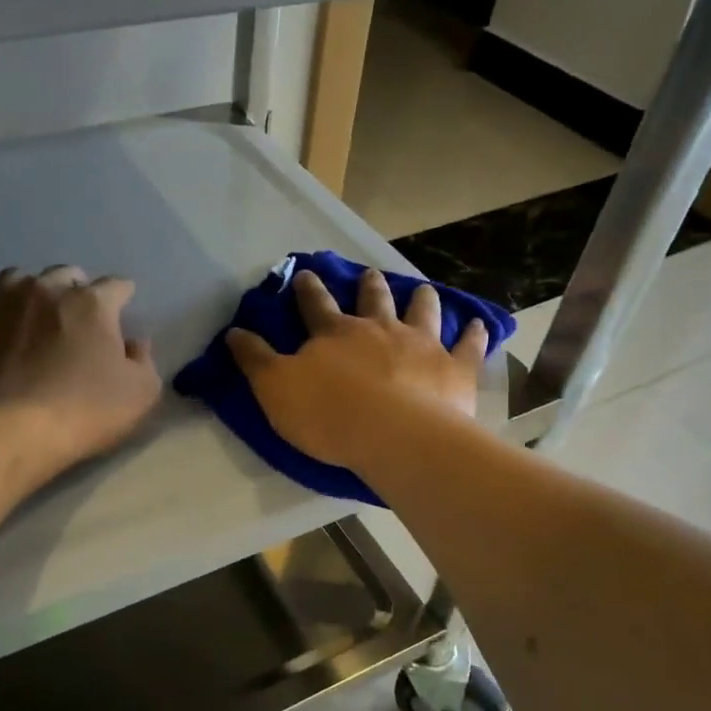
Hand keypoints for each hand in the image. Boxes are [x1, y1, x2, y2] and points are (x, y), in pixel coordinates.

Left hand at [0, 265, 161, 472]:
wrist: (10, 431)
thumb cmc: (85, 411)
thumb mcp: (141, 394)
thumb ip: (143, 361)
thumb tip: (134, 344)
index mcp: (90, 303)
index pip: (115, 286)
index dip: (123, 296)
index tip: (124, 308)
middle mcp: (43, 291)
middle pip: (63, 274)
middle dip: (74, 288)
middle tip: (77, 316)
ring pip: (14, 279)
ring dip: (27, 292)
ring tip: (30, 315)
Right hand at [226, 267, 485, 471]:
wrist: (394, 436)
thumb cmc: (329, 414)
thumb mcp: (276, 389)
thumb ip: (255, 360)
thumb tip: (233, 331)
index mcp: (335, 333)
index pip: (315, 304)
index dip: (308, 289)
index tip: (304, 274)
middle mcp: (379, 329)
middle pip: (373, 299)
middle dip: (368, 286)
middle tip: (368, 274)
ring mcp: (421, 344)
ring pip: (421, 311)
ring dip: (420, 298)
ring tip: (421, 289)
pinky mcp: (454, 368)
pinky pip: (467, 345)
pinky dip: (473, 333)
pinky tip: (478, 324)